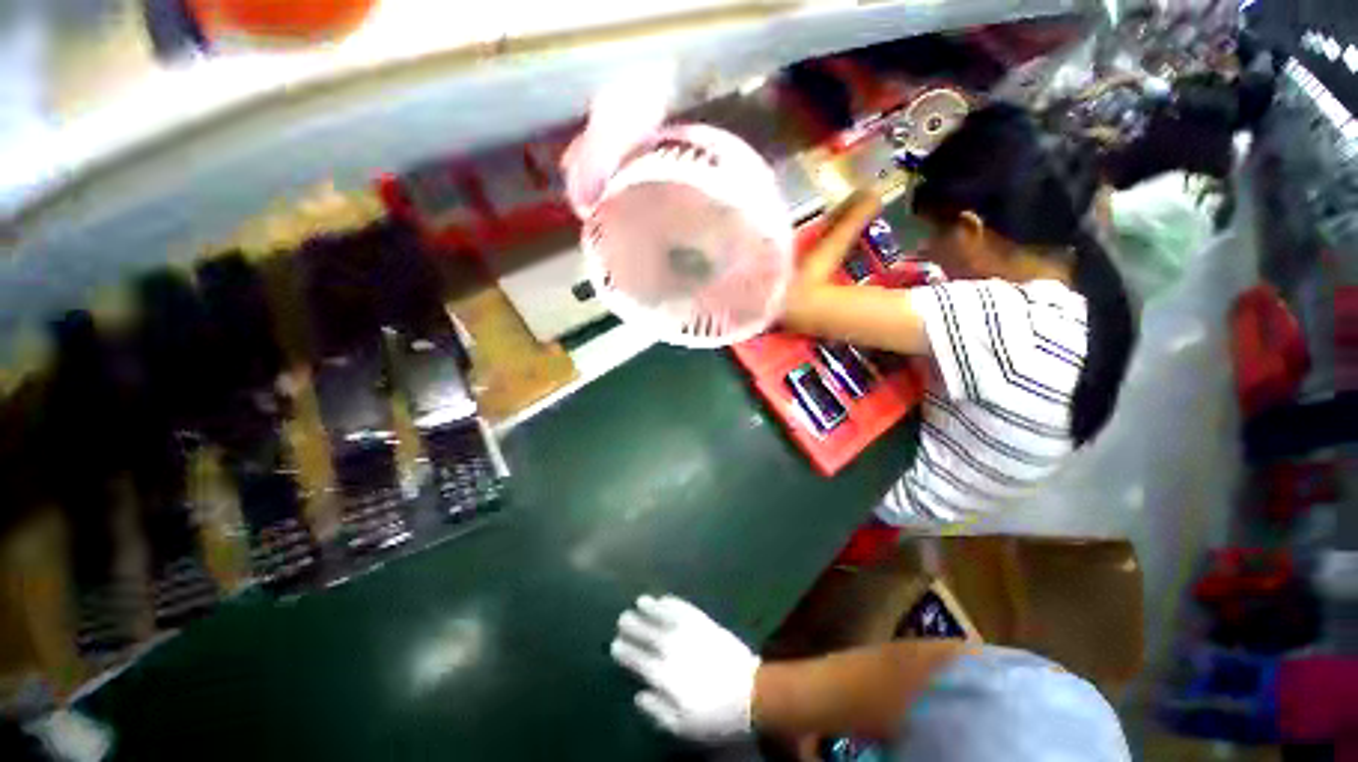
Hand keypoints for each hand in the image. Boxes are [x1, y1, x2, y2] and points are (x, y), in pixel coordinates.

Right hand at [610, 595, 760, 740]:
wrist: (750, 692)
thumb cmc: (715, 715)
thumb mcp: (683, 726)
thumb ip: (657, 710)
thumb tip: (639, 695)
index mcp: (665, 675)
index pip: (639, 660)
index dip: (626, 651)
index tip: (615, 644)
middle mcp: (673, 648)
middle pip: (649, 633)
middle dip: (633, 625)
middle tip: (622, 617)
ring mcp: (690, 632)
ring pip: (664, 616)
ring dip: (650, 608)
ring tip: (639, 601)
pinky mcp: (705, 622)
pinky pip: (684, 608)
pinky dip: (672, 602)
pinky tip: (664, 598)